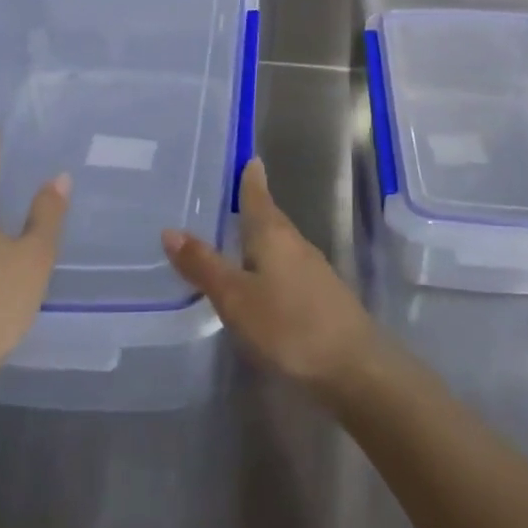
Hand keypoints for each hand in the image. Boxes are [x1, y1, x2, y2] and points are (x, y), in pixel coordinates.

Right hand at [162, 159, 381, 400]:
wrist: (356, 369)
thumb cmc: (289, 325)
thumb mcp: (236, 298)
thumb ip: (204, 266)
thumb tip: (170, 230)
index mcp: (273, 235)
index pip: (258, 196)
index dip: (251, 178)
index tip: (248, 158)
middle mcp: (296, 244)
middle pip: (271, 218)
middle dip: (252, 208)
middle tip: (229, 197)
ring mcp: (313, 271)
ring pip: (280, 244)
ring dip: (260, 239)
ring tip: (236, 239)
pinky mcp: (322, 297)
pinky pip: (288, 268)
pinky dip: (270, 265)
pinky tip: (260, 281)